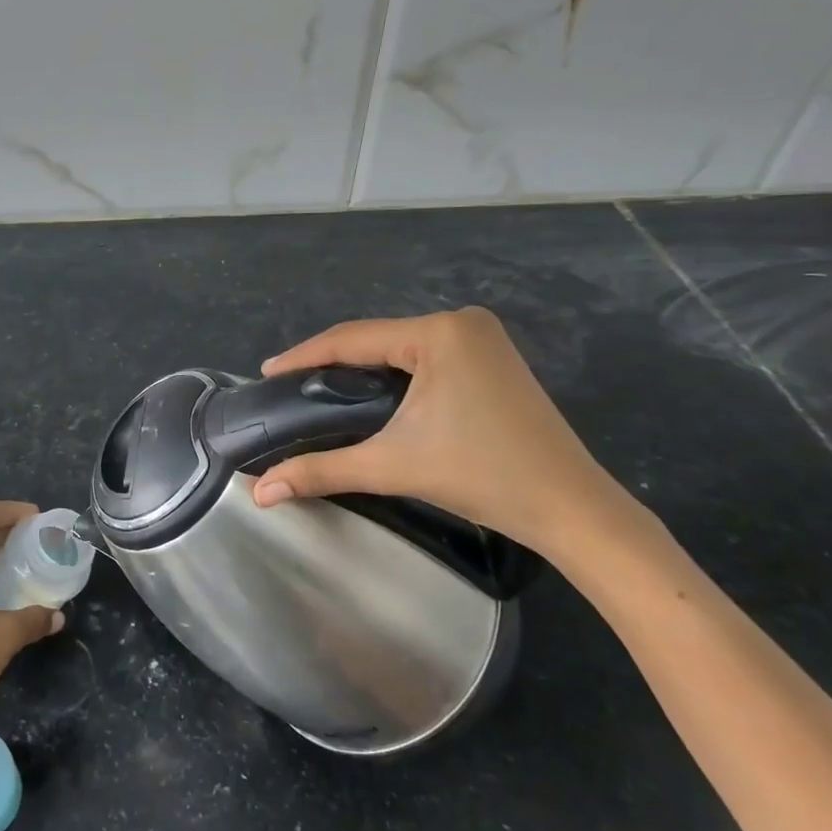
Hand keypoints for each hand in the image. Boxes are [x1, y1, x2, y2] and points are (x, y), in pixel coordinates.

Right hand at [250, 310, 646, 567]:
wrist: (571, 508)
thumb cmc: (482, 477)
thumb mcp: (393, 466)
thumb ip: (321, 471)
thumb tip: (260, 492)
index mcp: (438, 333)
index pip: (352, 338)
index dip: (304, 356)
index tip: (267, 373)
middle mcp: (460, 322)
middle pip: (375, 338)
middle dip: (330, 363)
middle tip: (290, 387)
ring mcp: (481, 338)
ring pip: (399, 347)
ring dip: (361, 368)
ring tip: (319, 390)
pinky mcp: (492, 358)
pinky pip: (424, 357)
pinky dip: (392, 373)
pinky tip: (370, 393)